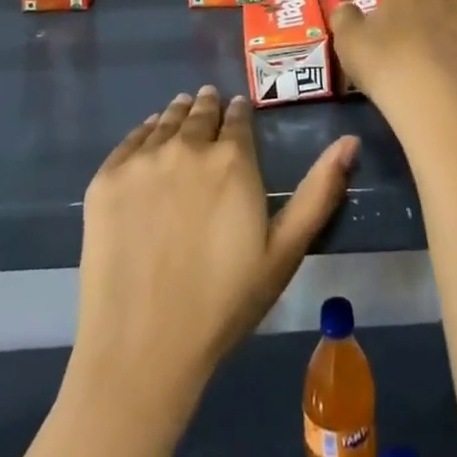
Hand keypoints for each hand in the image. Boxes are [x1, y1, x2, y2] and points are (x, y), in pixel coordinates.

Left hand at [70, 86, 357, 405]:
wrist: (141, 349)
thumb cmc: (223, 304)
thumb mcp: (284, 252)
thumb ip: (319, 191)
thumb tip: (350, 141)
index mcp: (232, 158)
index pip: (237, 117)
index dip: (238, 114)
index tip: (237, 115)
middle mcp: (188, 145)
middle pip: (200, 111)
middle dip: (209, 108)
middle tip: (209, 107)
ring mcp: (142, 159)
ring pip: (166, 119)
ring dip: (178, 114)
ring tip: (183, 112)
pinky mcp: (106, 179)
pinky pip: (129, 139)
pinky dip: (144, 133)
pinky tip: (149, 138)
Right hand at [329, 0, 456, 129]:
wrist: (439, 106)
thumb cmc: (387, 63)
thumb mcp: (348, 40)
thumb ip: (345, 18)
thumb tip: (345, 7)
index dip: (400, 15)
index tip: (390, 40)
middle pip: (445, 10)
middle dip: (435, 28)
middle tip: (416, 59)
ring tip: (442, 84)